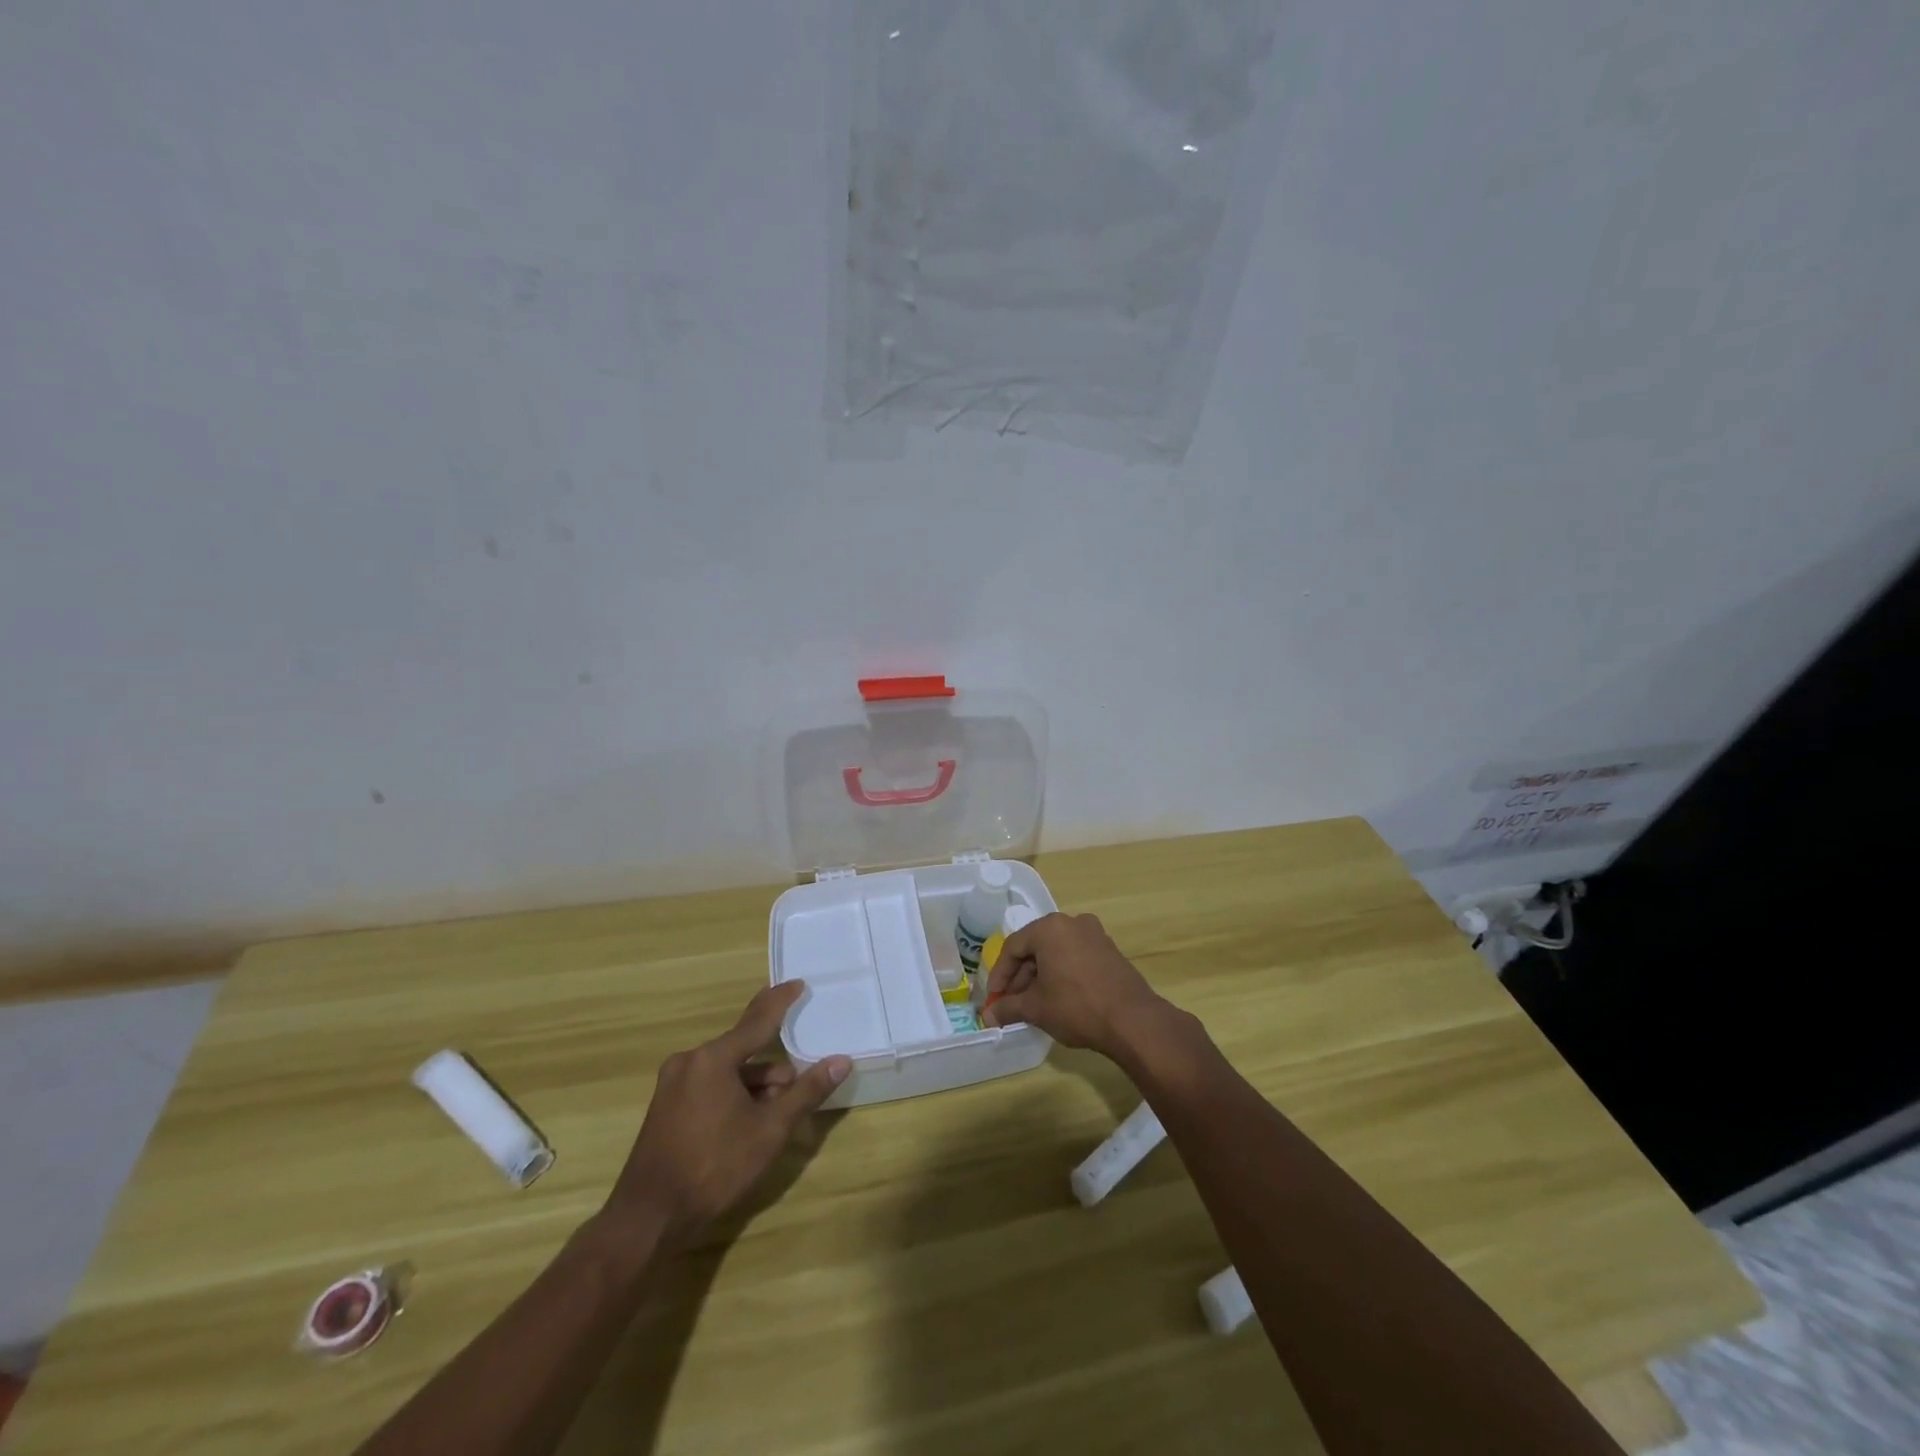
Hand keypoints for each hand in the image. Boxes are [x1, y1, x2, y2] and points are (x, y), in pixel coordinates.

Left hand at [604, 982, 849, 1249]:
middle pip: (743, 1050)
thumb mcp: (769, 1131)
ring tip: (772, 1119)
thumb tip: (841, 1061)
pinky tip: (746, 1125)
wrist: (648, 1218)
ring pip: (727, 1071)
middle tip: (793, 1095)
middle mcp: (690, 1061)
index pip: (757, 1019)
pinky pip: (709, 1085)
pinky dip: (732, 1095)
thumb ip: (806, 1092)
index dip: (780, 1001)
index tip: (798, 983)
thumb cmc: (714, 1168)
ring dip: (754, 1086)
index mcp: (713, 1059)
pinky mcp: (666, 1106)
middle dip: (772, 1070)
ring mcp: (673, 1084)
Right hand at [980, 912, 1168, 1058]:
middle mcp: (1072, 922)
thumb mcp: (1036, 1008)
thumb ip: (1008, 1008)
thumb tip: (989, 1016)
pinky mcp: (1110, 950)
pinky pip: (1075, 957)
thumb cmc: (1076, 1006)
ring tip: (1033, 1004)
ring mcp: (1094, 935)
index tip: (993, 999)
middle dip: (1020, 977)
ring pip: (1056, 952)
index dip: (999, 975)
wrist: (1133, 1020)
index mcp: (1049, 928)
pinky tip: (1058, 998)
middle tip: (1011, 1003)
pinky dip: (1061, 973)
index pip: (1013, 947)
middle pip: (1035, 947)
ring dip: (1040, 976)